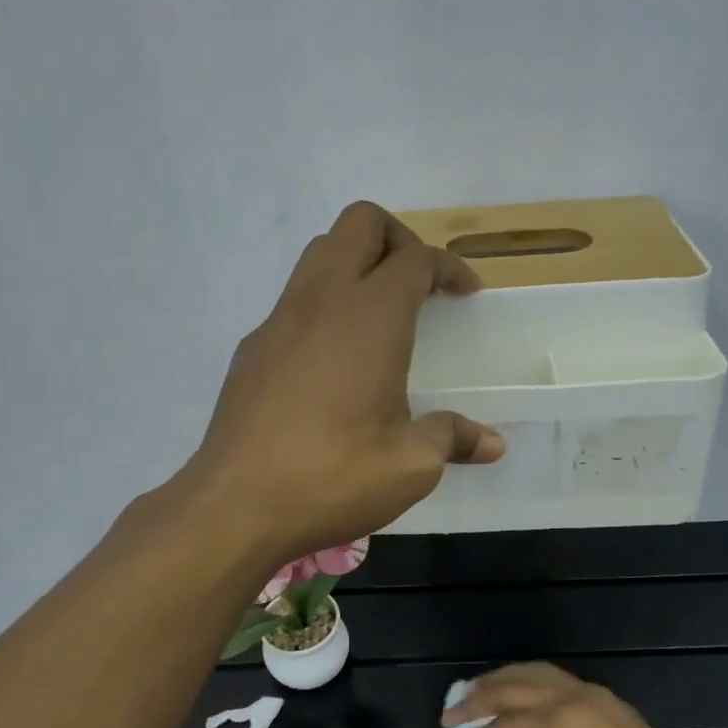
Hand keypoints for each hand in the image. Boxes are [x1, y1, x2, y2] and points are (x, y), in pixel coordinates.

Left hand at [188, 202, 504, 559]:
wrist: (236, 504)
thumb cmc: (333, 476)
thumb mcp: (410, 466)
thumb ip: (452, 439)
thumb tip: (492, 443)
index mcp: (371, 317)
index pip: (416, 258)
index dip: (448, 267)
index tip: (466, 293)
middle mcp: (323, 300)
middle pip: (360, 223)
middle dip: (398, 238)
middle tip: (419, 284)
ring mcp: (279, 320)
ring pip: (320, 253)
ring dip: (356, 263)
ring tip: (379, 314)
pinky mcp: (252, 347)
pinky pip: (294, 299)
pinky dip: (323, 303)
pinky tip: (333, 361)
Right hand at [443, 662, 727, 727]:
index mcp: (561, 725)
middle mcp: (576, 698)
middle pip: (514, 688)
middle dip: (477, 701)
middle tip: (449, 716)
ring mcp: (598, 697)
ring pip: (537, 674)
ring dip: (502, 683)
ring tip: (475, 695)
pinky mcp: (613, 706)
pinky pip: (558, 681)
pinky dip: (528, 684)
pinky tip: (519, 699)